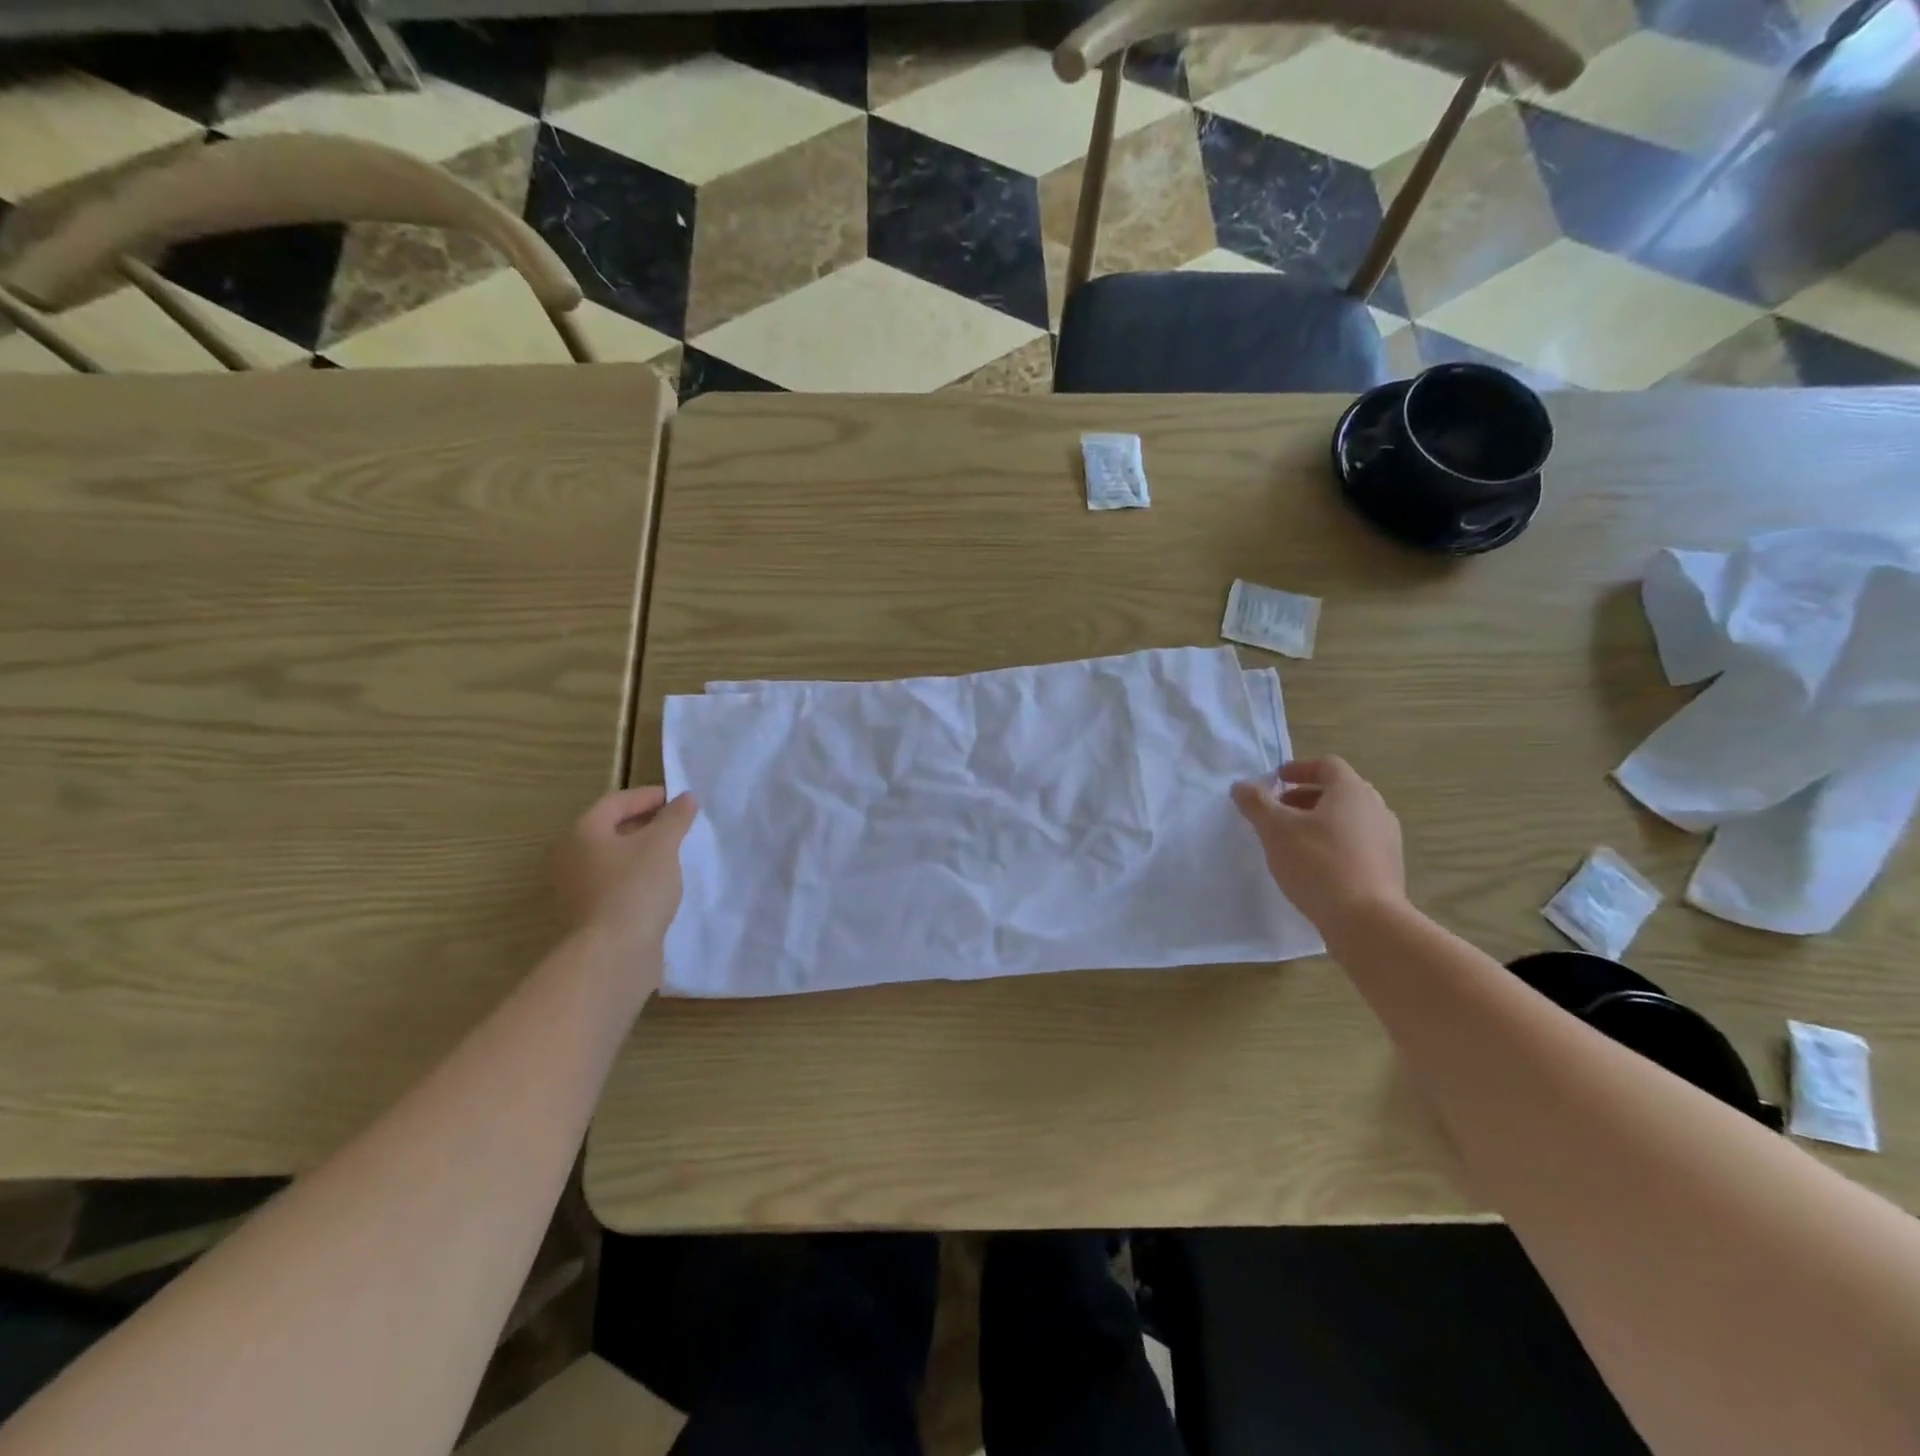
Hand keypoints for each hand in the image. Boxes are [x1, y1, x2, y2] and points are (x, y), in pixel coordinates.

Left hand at [554, 787, 698, 958]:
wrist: (614, 953)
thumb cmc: (636, 887)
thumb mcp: (662, 844)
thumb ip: (675, 818)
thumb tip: (686, 798)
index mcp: (583, 832)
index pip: (617, 801)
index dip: (650, 796)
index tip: (681, 801)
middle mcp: (571, 856)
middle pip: (611, 828)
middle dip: (647, 823)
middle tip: (680, 825)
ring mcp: (577, 887)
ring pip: (614, 857)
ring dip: (643, 851)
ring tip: (675, 853)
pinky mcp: (589, 913)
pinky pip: (615, 882)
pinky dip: (637, 876)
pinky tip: (661, 884)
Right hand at [1232, 757, 1406, 934]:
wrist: (1366, 921)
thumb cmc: (1318, 863)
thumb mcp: (1275, 830)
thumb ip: (1255, 803)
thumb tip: (1241, 786)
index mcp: (1351, 791)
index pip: (1327, 765)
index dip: (1299, 768)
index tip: (1275, 780)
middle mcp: (1375, 808)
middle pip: (1338, 791)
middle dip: (1305, 797)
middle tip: (1278, 811)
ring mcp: (1386, 838)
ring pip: (1348, 818)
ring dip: (1319, 821)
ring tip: (1292, 840)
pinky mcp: (1388, 866)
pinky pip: (1356, 843)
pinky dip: (1333, 843)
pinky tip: (1314, 865)